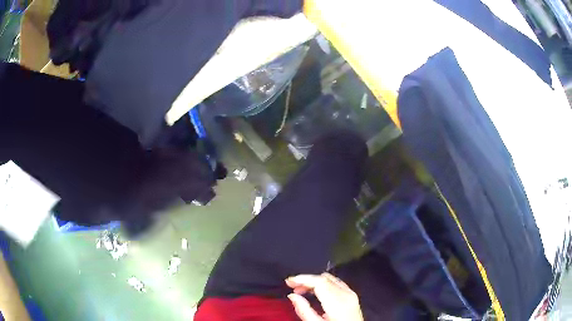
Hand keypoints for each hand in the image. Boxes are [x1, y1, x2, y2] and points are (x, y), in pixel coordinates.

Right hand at [285, 273, 363, 320]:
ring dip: (314, 282)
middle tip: (292, 286)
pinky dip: (323, 284)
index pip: (319, 282)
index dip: (302, 279)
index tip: (289, 281)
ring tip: (301, 290)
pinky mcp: (352, 296)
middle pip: (324, 278)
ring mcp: (351, 294)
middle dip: (306, 280)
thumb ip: (304, 310)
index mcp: (338, 302)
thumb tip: (292, 296)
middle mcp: (346, 295)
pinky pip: (336, 283)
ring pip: (330, 279)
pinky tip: (315, 291)